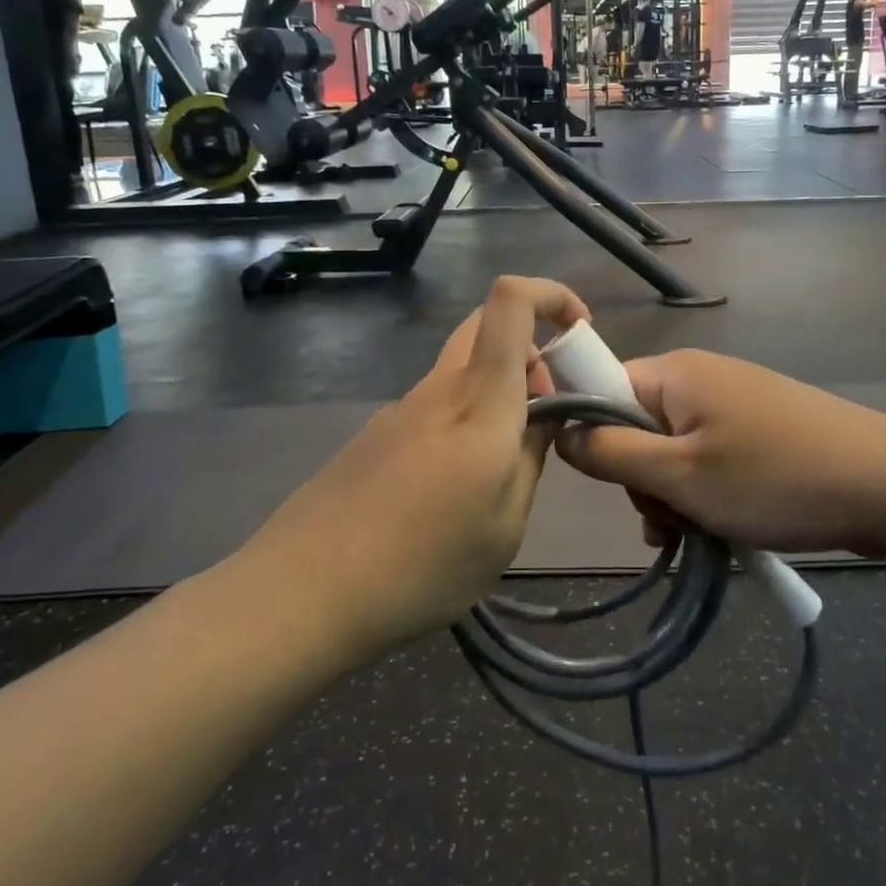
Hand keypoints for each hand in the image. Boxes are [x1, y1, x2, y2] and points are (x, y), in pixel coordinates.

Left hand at [250, 277, 590, 658]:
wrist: (304, 591)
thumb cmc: (422, 564)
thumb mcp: (505, 525)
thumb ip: (532, 459)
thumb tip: (545, 418)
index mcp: (480, 399)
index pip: (509, 302)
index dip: (551, 294)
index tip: (580, 332)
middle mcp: (439, 387)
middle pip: (486, 324)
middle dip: (532, 346)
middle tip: (548, 406)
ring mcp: (402, 408)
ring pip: (463, 367)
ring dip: (499, 390)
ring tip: (507, 464)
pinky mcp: (378, 434)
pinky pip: (437, 403)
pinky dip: (466, 418)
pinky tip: (456, 487)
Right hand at [559, 350, 885, 556]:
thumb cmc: (774, 478)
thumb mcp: (680, 475)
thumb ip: (611, 454)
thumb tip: (560, 433)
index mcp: (674, 373)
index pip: (601, 391)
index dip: (594, 438)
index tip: (615, 485)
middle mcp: (700, 376)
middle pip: (637, 426)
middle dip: (644, 479)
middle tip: (672, 520)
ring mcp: (734, 400)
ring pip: (673, 449)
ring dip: (675, 494)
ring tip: (703, 532)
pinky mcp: (760, 426)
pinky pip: (709, 455)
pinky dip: (706, 491)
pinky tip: (724, 527)